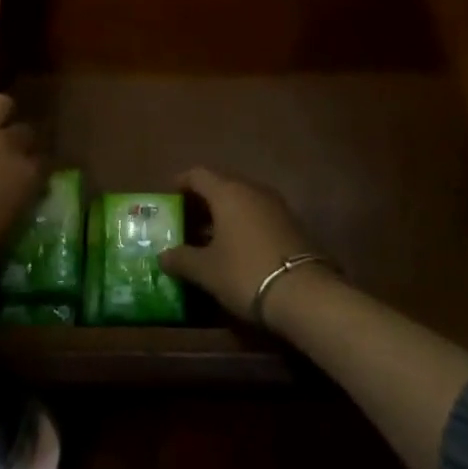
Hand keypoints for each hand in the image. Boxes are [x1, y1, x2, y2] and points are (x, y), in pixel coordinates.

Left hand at [0, 84, 44, 289]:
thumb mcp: (4, 232)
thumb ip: (16, 203)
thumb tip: (17, 194)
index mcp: (26, 175)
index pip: (44, 161)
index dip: (35, 168)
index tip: (28, 178)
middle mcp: (7, 145)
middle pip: (24, 130)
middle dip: (18, 142)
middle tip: (4, 155)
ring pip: (0, 102)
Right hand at [159, 168, 326, 324]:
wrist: (304, 294)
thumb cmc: (245, 272)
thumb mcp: (207, 271)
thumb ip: (182, 259)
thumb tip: (162, 256)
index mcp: (227, 191)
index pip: (198, 174)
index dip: (181, 182)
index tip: (170, 196)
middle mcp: (251, 189)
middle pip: (221, 184)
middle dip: (203, 200)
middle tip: (187, 220)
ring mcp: (275, 204)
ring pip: (242, 200)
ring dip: (224, 214)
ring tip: (209, 237)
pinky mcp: (291, 223)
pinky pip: (258, 214)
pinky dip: (243, 224)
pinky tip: (237, 248)